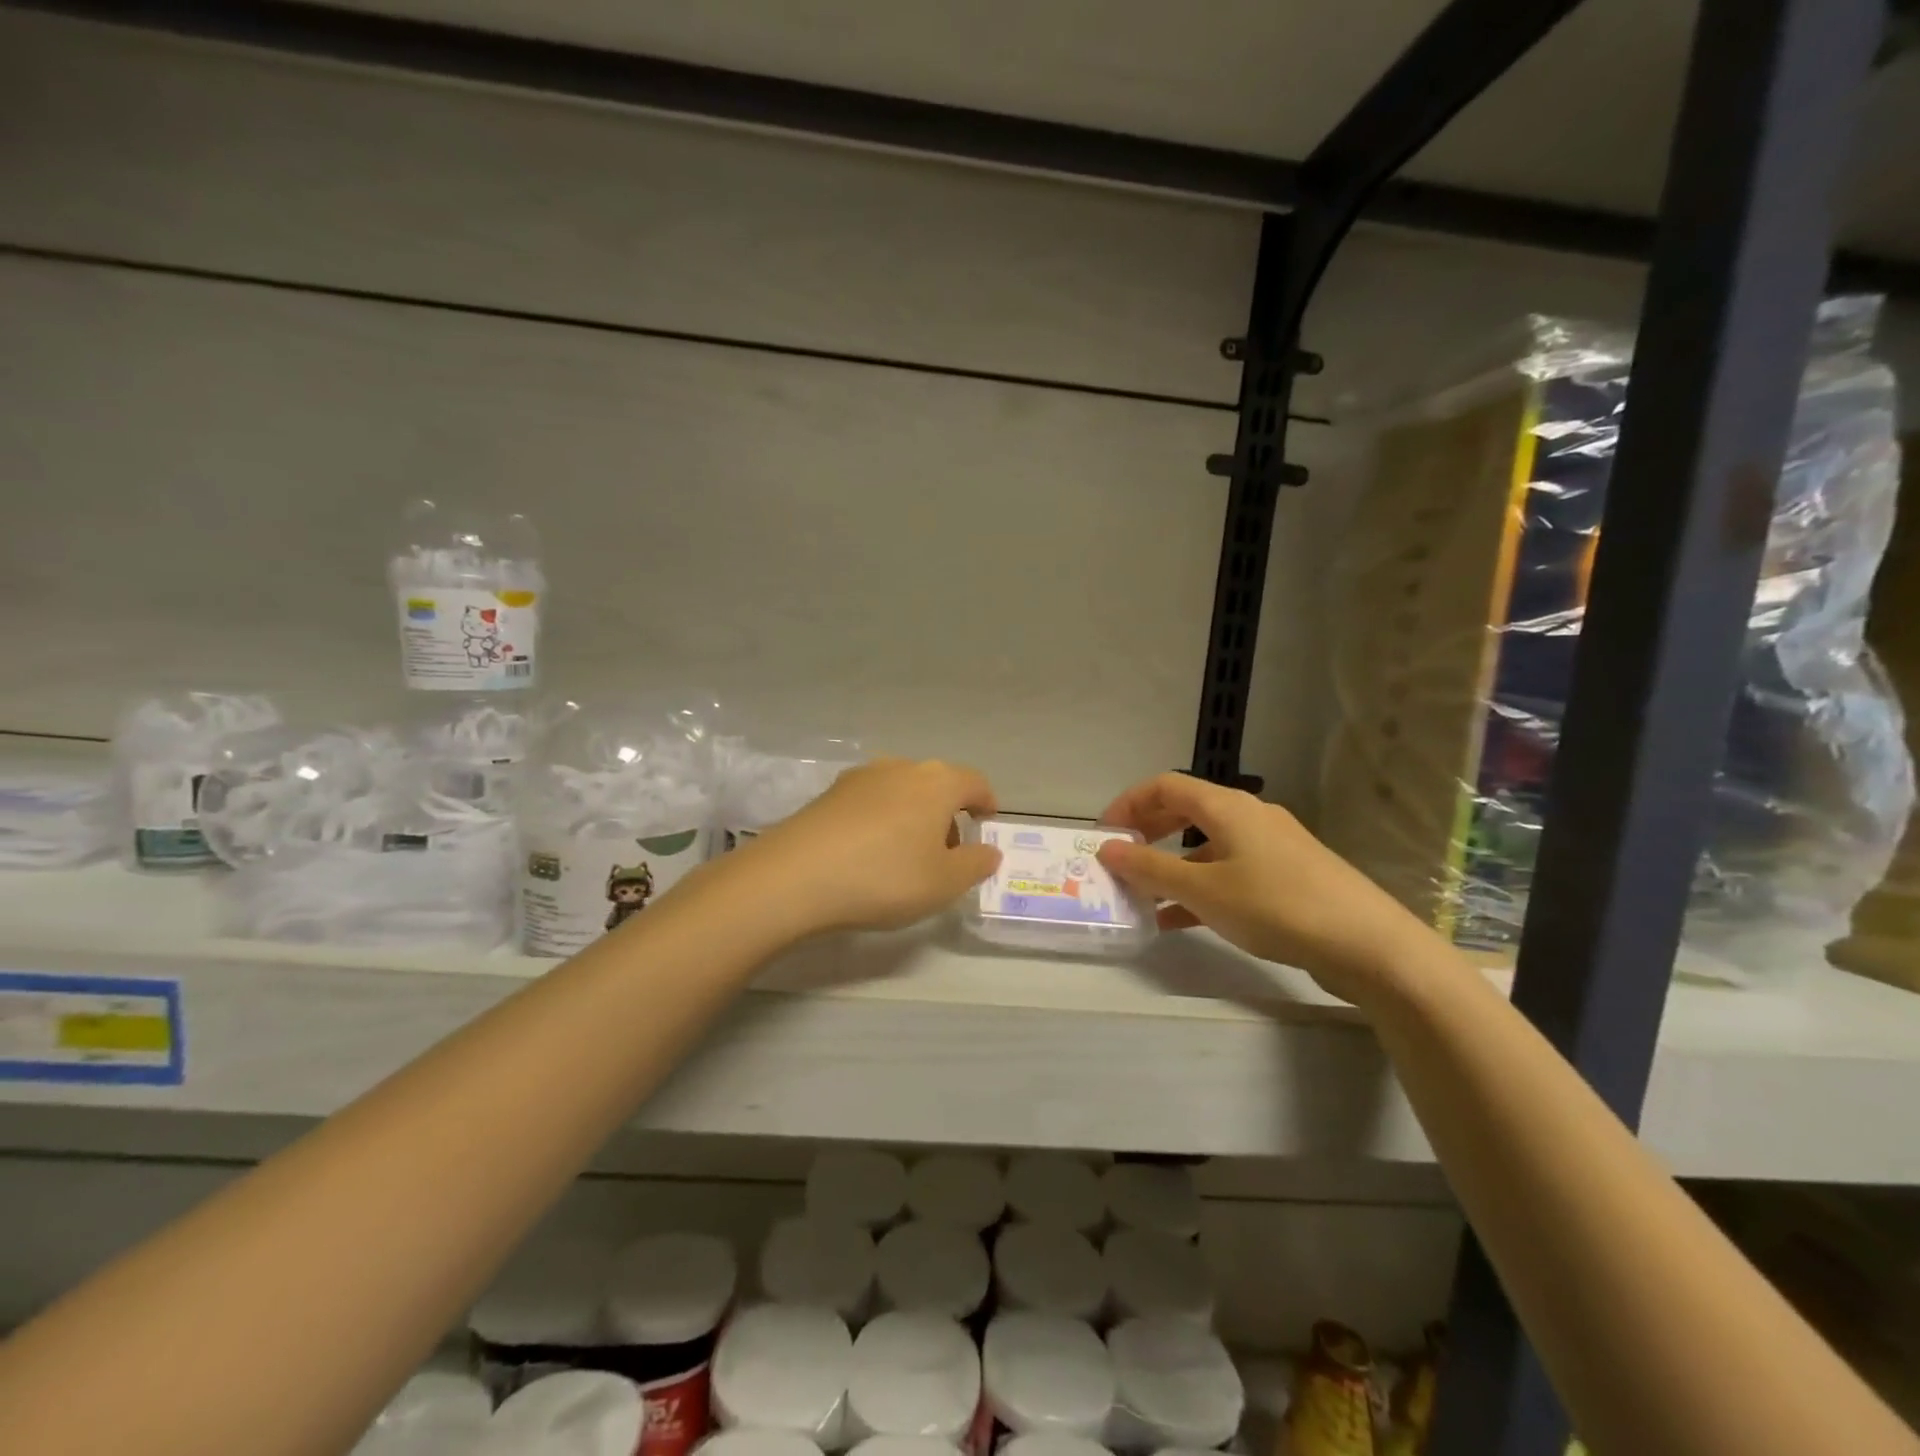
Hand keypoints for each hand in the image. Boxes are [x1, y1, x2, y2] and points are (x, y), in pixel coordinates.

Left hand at [734, 758, 1001, 936]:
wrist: (795, 876)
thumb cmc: (884, 877)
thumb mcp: (944, 883)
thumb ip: (975, 864)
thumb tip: (989, 850)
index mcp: (937, 783)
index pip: (974, 782)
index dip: (986, 803)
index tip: (987, 823)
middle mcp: (900, 768)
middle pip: (936, 785)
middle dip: (947, 814)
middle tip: (947, 852)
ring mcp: (860, 777)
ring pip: (901, 791)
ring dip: (912, 816)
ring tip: (906, 855)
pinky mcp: (829, 794)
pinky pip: (870, 802)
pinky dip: (880, 820)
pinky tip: (869, 853)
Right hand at [1095, 773, 1438, 1005]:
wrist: (1367, 944)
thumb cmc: (1275, 905)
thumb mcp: (1203, 890)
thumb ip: (1150, 869)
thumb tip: (1107, 849)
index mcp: (1227, 806)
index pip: (1164, 786)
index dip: (1128, 804)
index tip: (1104, 834)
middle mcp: (1249, 816)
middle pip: (1185, 810)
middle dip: (1148, 832)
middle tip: (1121, 860)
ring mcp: (1271, 846)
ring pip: (1207, 844)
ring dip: (1171, 865)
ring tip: (1144, 896)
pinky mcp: (1287, 876)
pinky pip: (1230, 870)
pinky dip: (1200, 887)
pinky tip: (1180, 921)